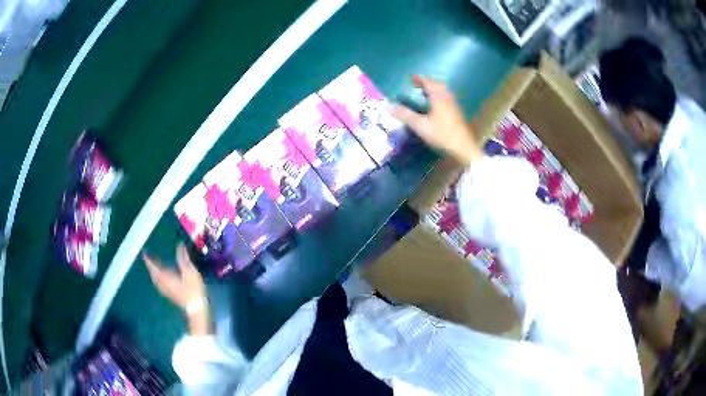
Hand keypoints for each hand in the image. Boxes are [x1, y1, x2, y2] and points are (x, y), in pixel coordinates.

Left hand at [143, 243, 211, 335]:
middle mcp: (163, 283)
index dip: (148, 259)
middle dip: (150, 266)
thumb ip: (183, 259)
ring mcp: (165, 290)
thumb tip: (180, 245)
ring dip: (153, 273)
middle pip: (153, 273)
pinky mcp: (169, 295)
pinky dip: (157, 279)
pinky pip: (159, 284)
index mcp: (165, 276)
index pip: (154, 266)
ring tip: (153, 267)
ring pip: (155, 280)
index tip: (144, 253)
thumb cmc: (193, 289)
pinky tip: (161, 280)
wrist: (196, 308)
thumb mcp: (190, 272)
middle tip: (148, 259)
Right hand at [393, 75, 482, 166]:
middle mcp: (447, 98)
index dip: (419, 79)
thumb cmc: (442, 135)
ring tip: (425, 95)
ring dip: (434, 91)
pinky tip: (435, 107)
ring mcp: (454, 106)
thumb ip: (404, 115)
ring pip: (444, 92)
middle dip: (428, 83)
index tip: (412, 78)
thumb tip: (387, 106)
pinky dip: (439, 98)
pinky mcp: (457, 114)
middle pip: (438, 85)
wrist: (464, 149)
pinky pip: (447, 100)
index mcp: (438, 97)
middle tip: (419, 86)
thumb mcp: (420, 126)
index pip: (428, 82)